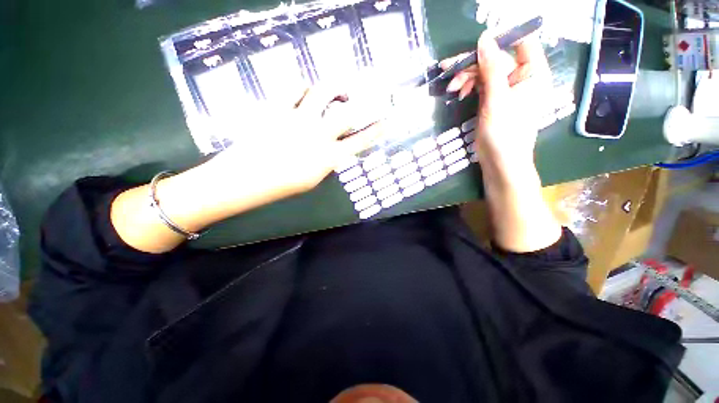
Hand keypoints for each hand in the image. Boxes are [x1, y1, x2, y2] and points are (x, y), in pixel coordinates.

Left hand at [203, 87, 382, 198]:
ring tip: (337, 91)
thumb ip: (328, 160)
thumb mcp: (314, 178)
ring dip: (335, 89)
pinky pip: (295, 87)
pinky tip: (306, 90)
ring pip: (323, 92)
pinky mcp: (279, 108)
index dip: (375, 131)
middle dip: (359, 105)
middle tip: (361, 101)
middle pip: (347, 114)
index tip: (386, 122)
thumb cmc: (283, 185)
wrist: (247, 178)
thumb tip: (336, 147)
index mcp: (329, 157)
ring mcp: (299, 119)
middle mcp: (319, 135)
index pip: (359, 141)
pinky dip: (304, 86)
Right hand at [442, 32, 551, 170]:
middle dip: (472, 63)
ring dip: (466, 77)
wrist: (500, 161)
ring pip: (485, 71)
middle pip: (496, 58)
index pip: (520, 42)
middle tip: (448, 69)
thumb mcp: (497, 99)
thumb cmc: (505, 133)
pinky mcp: (493, 99)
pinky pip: (481, 85)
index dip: (500, 39)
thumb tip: (484, 39)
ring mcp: (506, 89)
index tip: (476, 45)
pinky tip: (459, 93)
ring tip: (452, 87)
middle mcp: (521, 77)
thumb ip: (491, 68)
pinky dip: (468, 87)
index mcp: (533, 72)